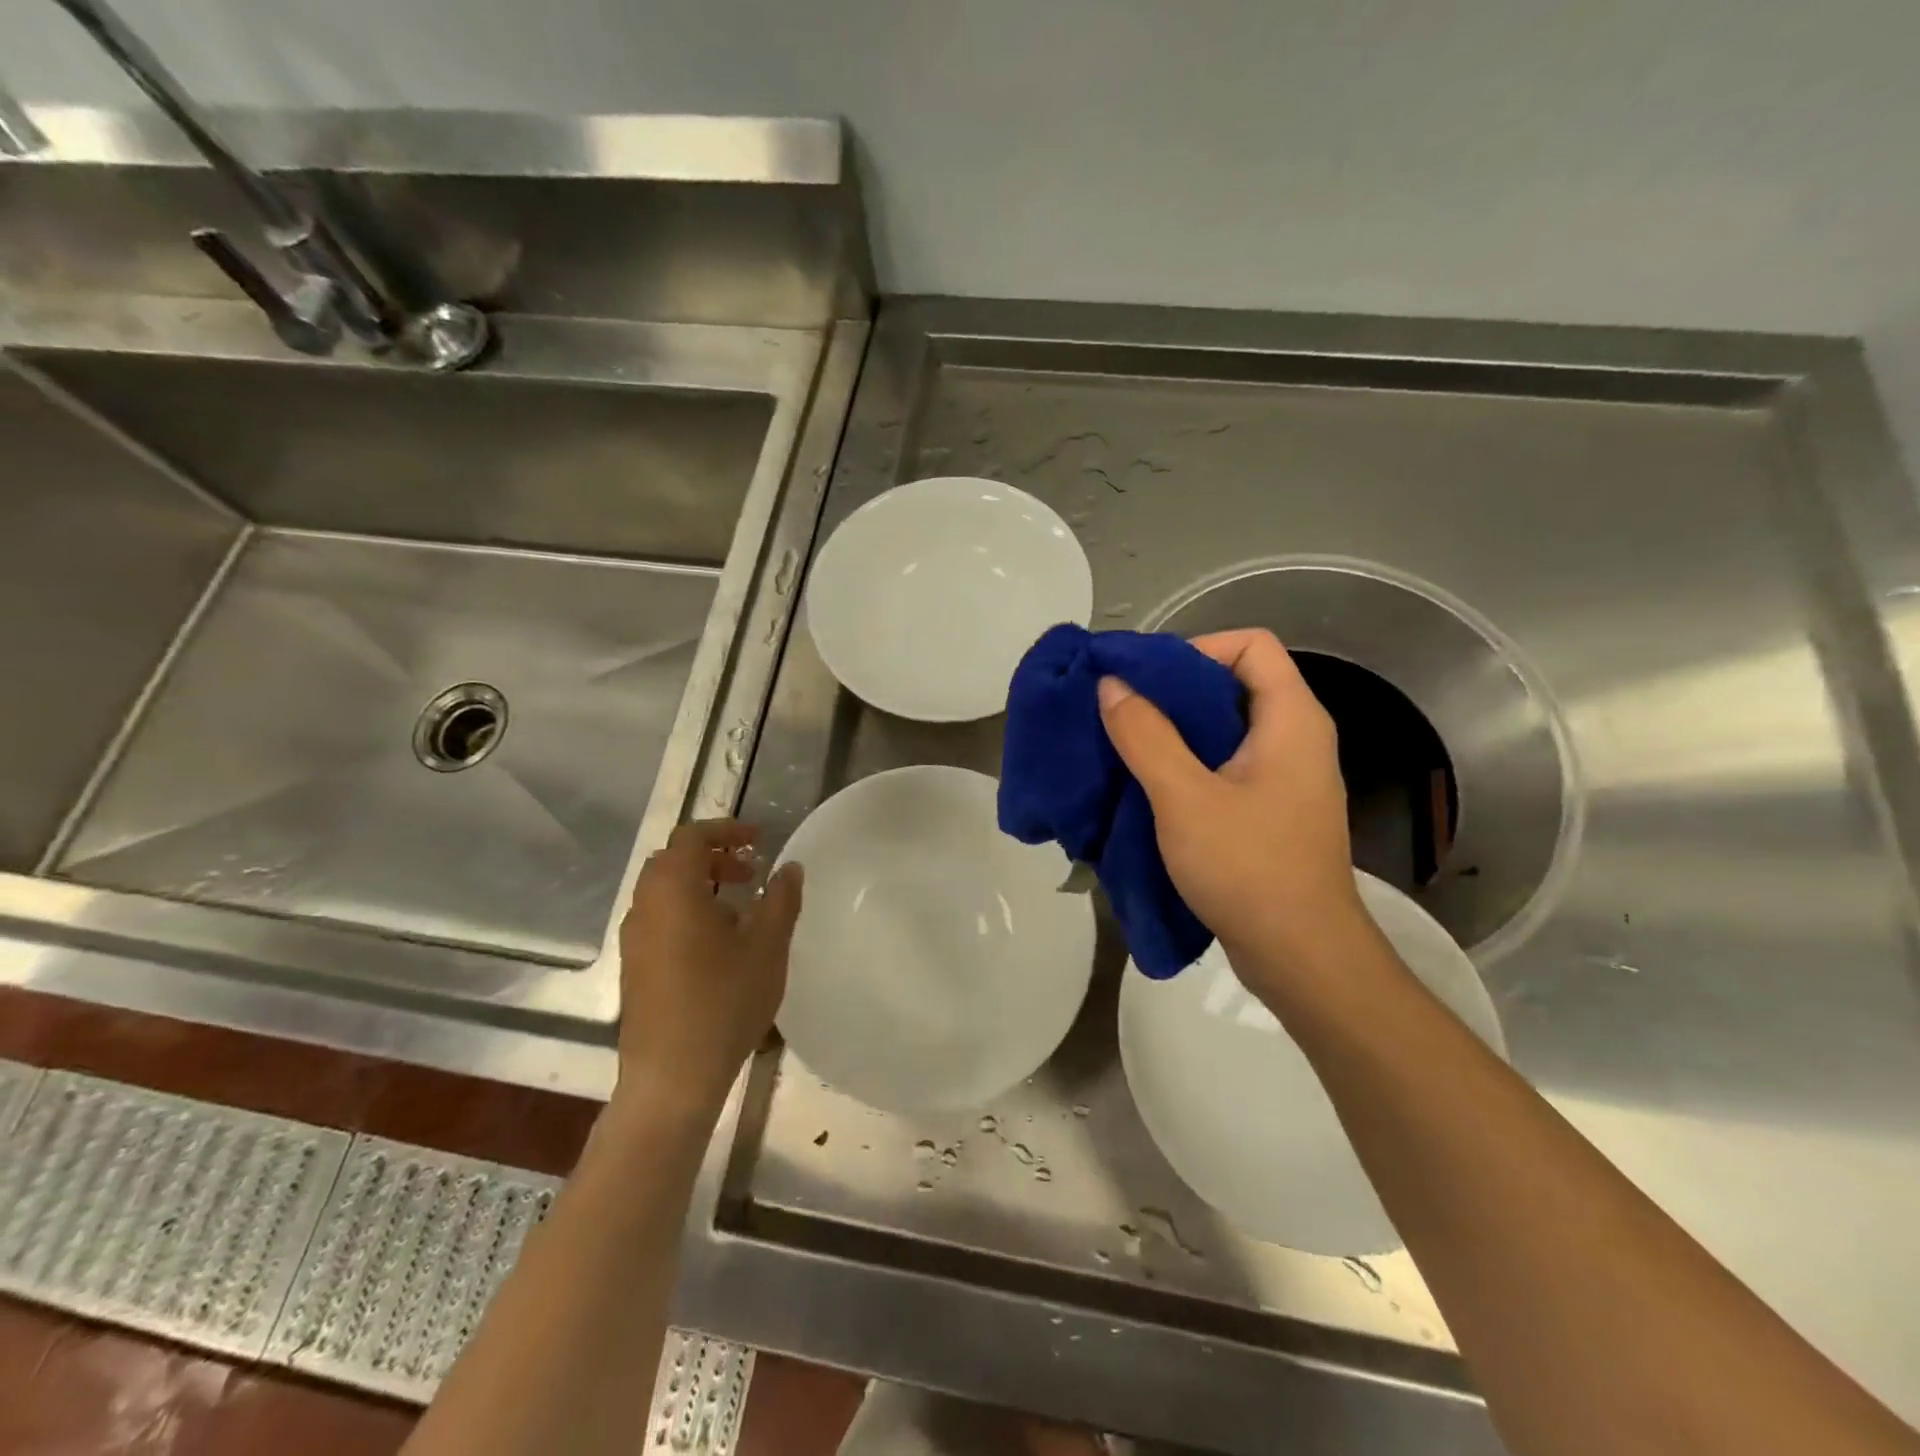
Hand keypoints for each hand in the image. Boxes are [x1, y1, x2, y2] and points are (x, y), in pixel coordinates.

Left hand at [615, 820, 802, 1119]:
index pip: (691, 837)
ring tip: (739, 908)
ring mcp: (633, 939)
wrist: (672, 1077)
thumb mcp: (767, 946)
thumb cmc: (724, 1002)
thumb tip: (789, 867)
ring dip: (700, 884)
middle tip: (750, 872)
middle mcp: (645, 907)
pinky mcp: (633, 967)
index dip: (726, 830)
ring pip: (663, 891)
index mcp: (673, 891)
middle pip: (673, 861)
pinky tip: (717, 944)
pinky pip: (658, 918)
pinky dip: (686, 910)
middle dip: (713, 857)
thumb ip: (781, 899)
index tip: (758, 840)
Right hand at [1097, 628, 1375, 1001]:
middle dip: (1173, 690)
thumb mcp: (1185, 797)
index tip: (1144, 677)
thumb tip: (1112, 685)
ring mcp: (1285, 778)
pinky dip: (1186, 764)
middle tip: (1120, 708)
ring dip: (1174, 730)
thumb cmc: (1248, 868)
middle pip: (1234, 683)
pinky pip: (1225, 766)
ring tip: (1124, 743)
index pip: (1251, 644)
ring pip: (1225, 728)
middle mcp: (1296, 738)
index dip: (1196, 647)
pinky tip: (1147, 784)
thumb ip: (1145, 735)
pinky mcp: (1270, 811)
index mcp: (1291, 719)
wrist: (1301, 957)